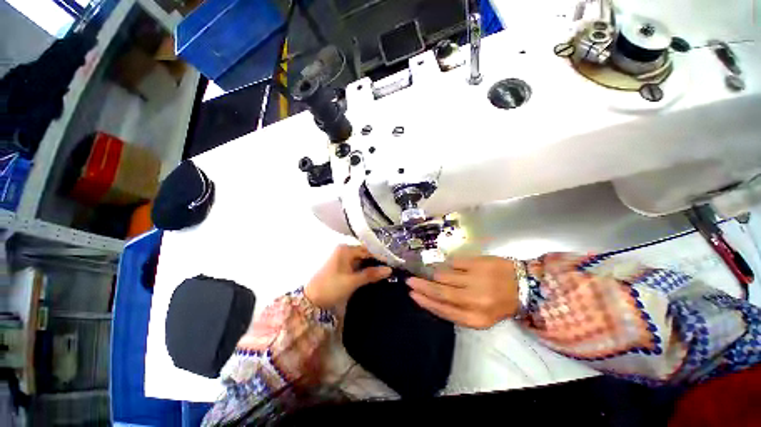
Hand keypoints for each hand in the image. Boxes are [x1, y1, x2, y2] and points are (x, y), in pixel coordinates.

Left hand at [305, 245, 392, 309]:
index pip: (367, 250)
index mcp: (345, 250)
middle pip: (364, 255)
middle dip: (375, 263)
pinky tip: (370, 278)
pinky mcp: (340, 267)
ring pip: (360, 261)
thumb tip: (389, 270)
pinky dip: (362, 271)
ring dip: (369, 268)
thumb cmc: (331, 287)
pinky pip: (355, 266)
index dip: (378, 258)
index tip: (390, 266)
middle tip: (387, 272)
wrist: (311, 301)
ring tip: (382, 275)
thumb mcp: (352, 281)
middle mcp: (343, 251)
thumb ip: (371, 274)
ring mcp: (341, 259)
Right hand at [407, 256, 518, 328]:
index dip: (425, 302)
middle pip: (439, 291)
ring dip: (436, 274)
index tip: (412, 295)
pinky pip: (453, 262)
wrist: (524, 287)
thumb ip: (456, 309)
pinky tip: (453, 267)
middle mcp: (474, 300)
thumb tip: (431, 296)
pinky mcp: (477, 263)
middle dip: (421, 286)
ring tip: (437, 274)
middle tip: (410, 281)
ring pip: (443, 275)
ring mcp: (475, 279)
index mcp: (475, 319)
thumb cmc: (498, 303)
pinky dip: (449, 265)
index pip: (442, 310)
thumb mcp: (479, 316)